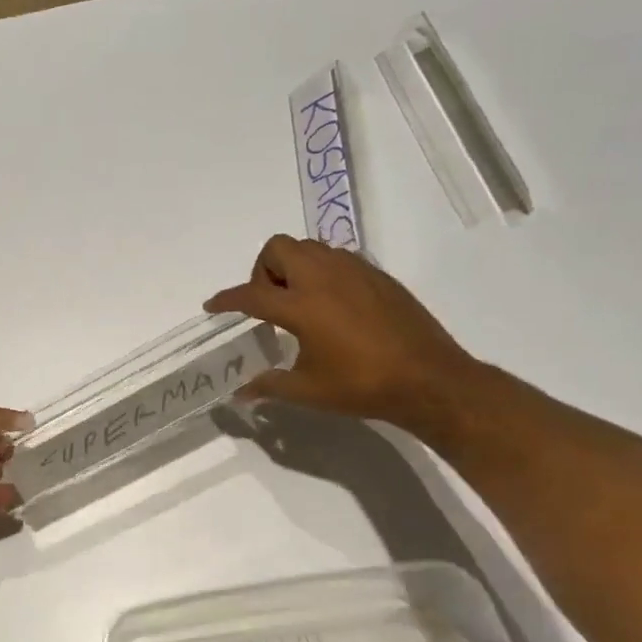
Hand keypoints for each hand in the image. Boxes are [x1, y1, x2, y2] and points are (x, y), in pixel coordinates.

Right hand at [204, 234, 480, 428]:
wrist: (429, 379)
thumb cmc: (361, 386)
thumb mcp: (307, 390)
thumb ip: (268, 385)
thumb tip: (241, 394)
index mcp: (301, 306)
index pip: (251, 294)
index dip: (226, 299)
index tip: (213, 306)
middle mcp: (324, 278)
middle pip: (278, 248)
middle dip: (262, 270)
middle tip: (268, 302)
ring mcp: (354, 272)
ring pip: (309, 247)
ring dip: (293, 266)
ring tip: (299, 302)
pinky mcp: (377, 276)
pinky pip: (337, 258)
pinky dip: (322, 272)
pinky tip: (331, 306)